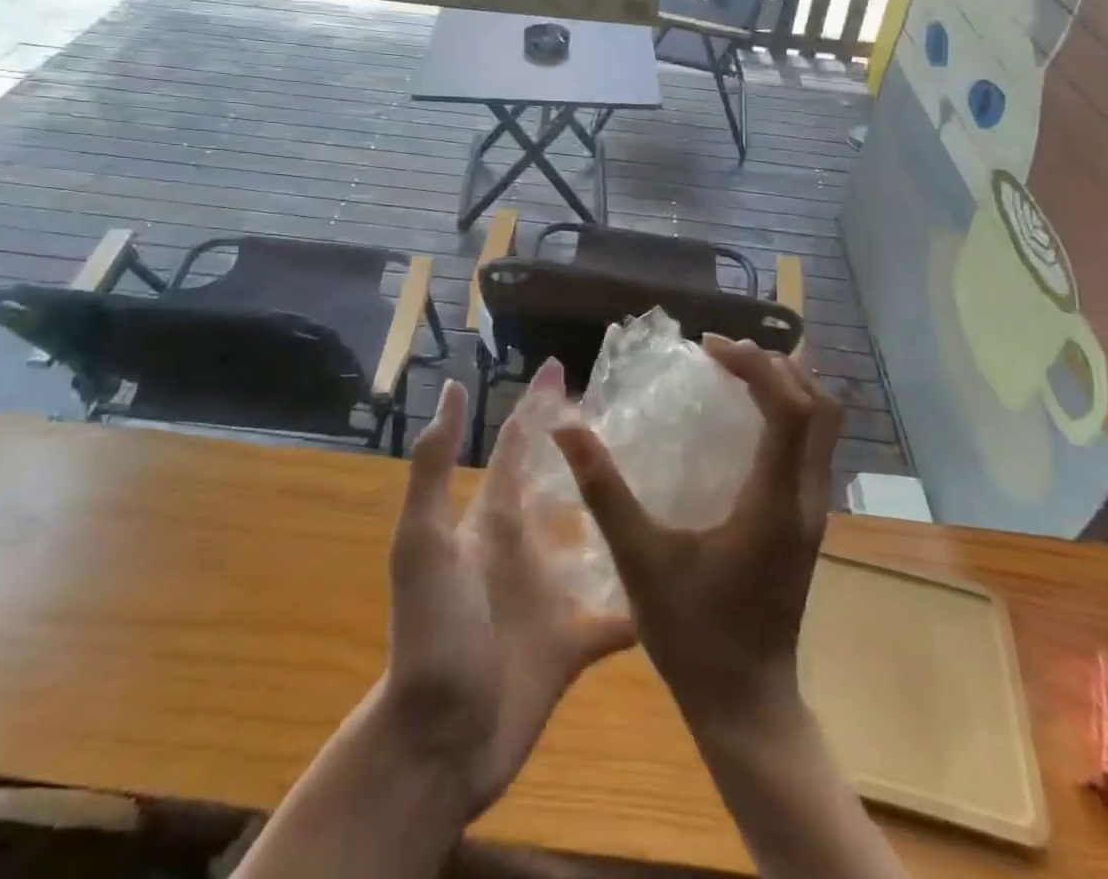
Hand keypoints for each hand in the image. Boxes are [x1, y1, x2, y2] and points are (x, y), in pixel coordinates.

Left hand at [384, 363, 635, 816]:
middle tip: (638, 415)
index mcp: (495, 519)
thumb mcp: (423, 543)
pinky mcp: (572, 643)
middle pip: (563, 483)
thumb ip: (435, 467)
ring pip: (596, 540)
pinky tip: (684, 579)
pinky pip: (617, 613)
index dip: (536, 403)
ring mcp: (550, 594)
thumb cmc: (432, 633)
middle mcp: (526, 546)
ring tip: (674, 484)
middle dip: (588, 448)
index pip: (519, 444)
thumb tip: (455, 389)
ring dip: (625, 514)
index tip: (562, 364)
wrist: (438, 742)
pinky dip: (643, 599)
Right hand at [550, 336, 840, 733]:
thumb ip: (604, 491)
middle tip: (723, 355)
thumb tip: (567, 428)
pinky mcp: (806, 523)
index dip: (756, 367)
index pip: (790, 410)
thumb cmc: (693, 635)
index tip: (709, 349)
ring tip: (735, 373)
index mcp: (776, 503)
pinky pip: (811, 447)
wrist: (746, 705)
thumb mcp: (640, 561)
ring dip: (787, 387)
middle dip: (777, 367)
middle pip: (820, 407)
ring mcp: (813, 512)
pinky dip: (787, 414)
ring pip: (823, 427)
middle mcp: (806, 499)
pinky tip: (743, 420)